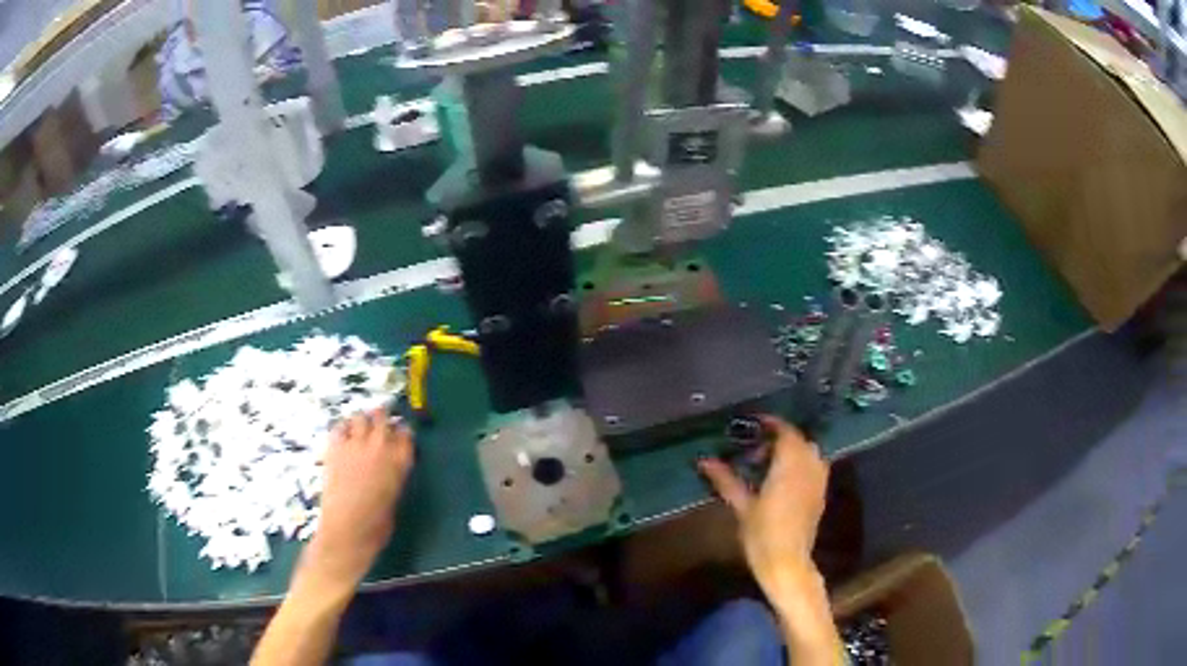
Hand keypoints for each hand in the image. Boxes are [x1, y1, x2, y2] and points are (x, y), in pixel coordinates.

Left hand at [299, 407, 414, 592]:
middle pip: (382, 417)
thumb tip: (387, 466)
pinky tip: (342, 435)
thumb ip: (393, 474)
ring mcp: (356, 445)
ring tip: (359, 426)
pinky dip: (342, 428)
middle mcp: (380, 447)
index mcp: (400, 462)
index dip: (401, 431)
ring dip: (361, 419)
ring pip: (360, 416)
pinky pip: (339, 427)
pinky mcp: (335, 448)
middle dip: (381, 416)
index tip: (398, 432)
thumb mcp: (394, 497)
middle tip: (378, 419)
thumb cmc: (376, 525)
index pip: (405, 434)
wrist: (348, 530)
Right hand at [699, 415, 829, 601]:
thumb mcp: (741, 506)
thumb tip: (704, 460)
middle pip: (799, 440)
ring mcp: (818, 481)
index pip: (786, 432)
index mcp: (790, 465)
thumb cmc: (762, 534)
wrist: (788, 562)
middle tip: (756, 450)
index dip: (771, 424)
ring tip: (770, 464)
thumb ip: (726, 480)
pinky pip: (814, 467)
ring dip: (792, 451)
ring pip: (809, 453)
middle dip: (780, 439)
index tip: (753, 423)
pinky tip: (783, 480)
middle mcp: (809, 467)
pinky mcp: (820, 494)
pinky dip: (801, 464)